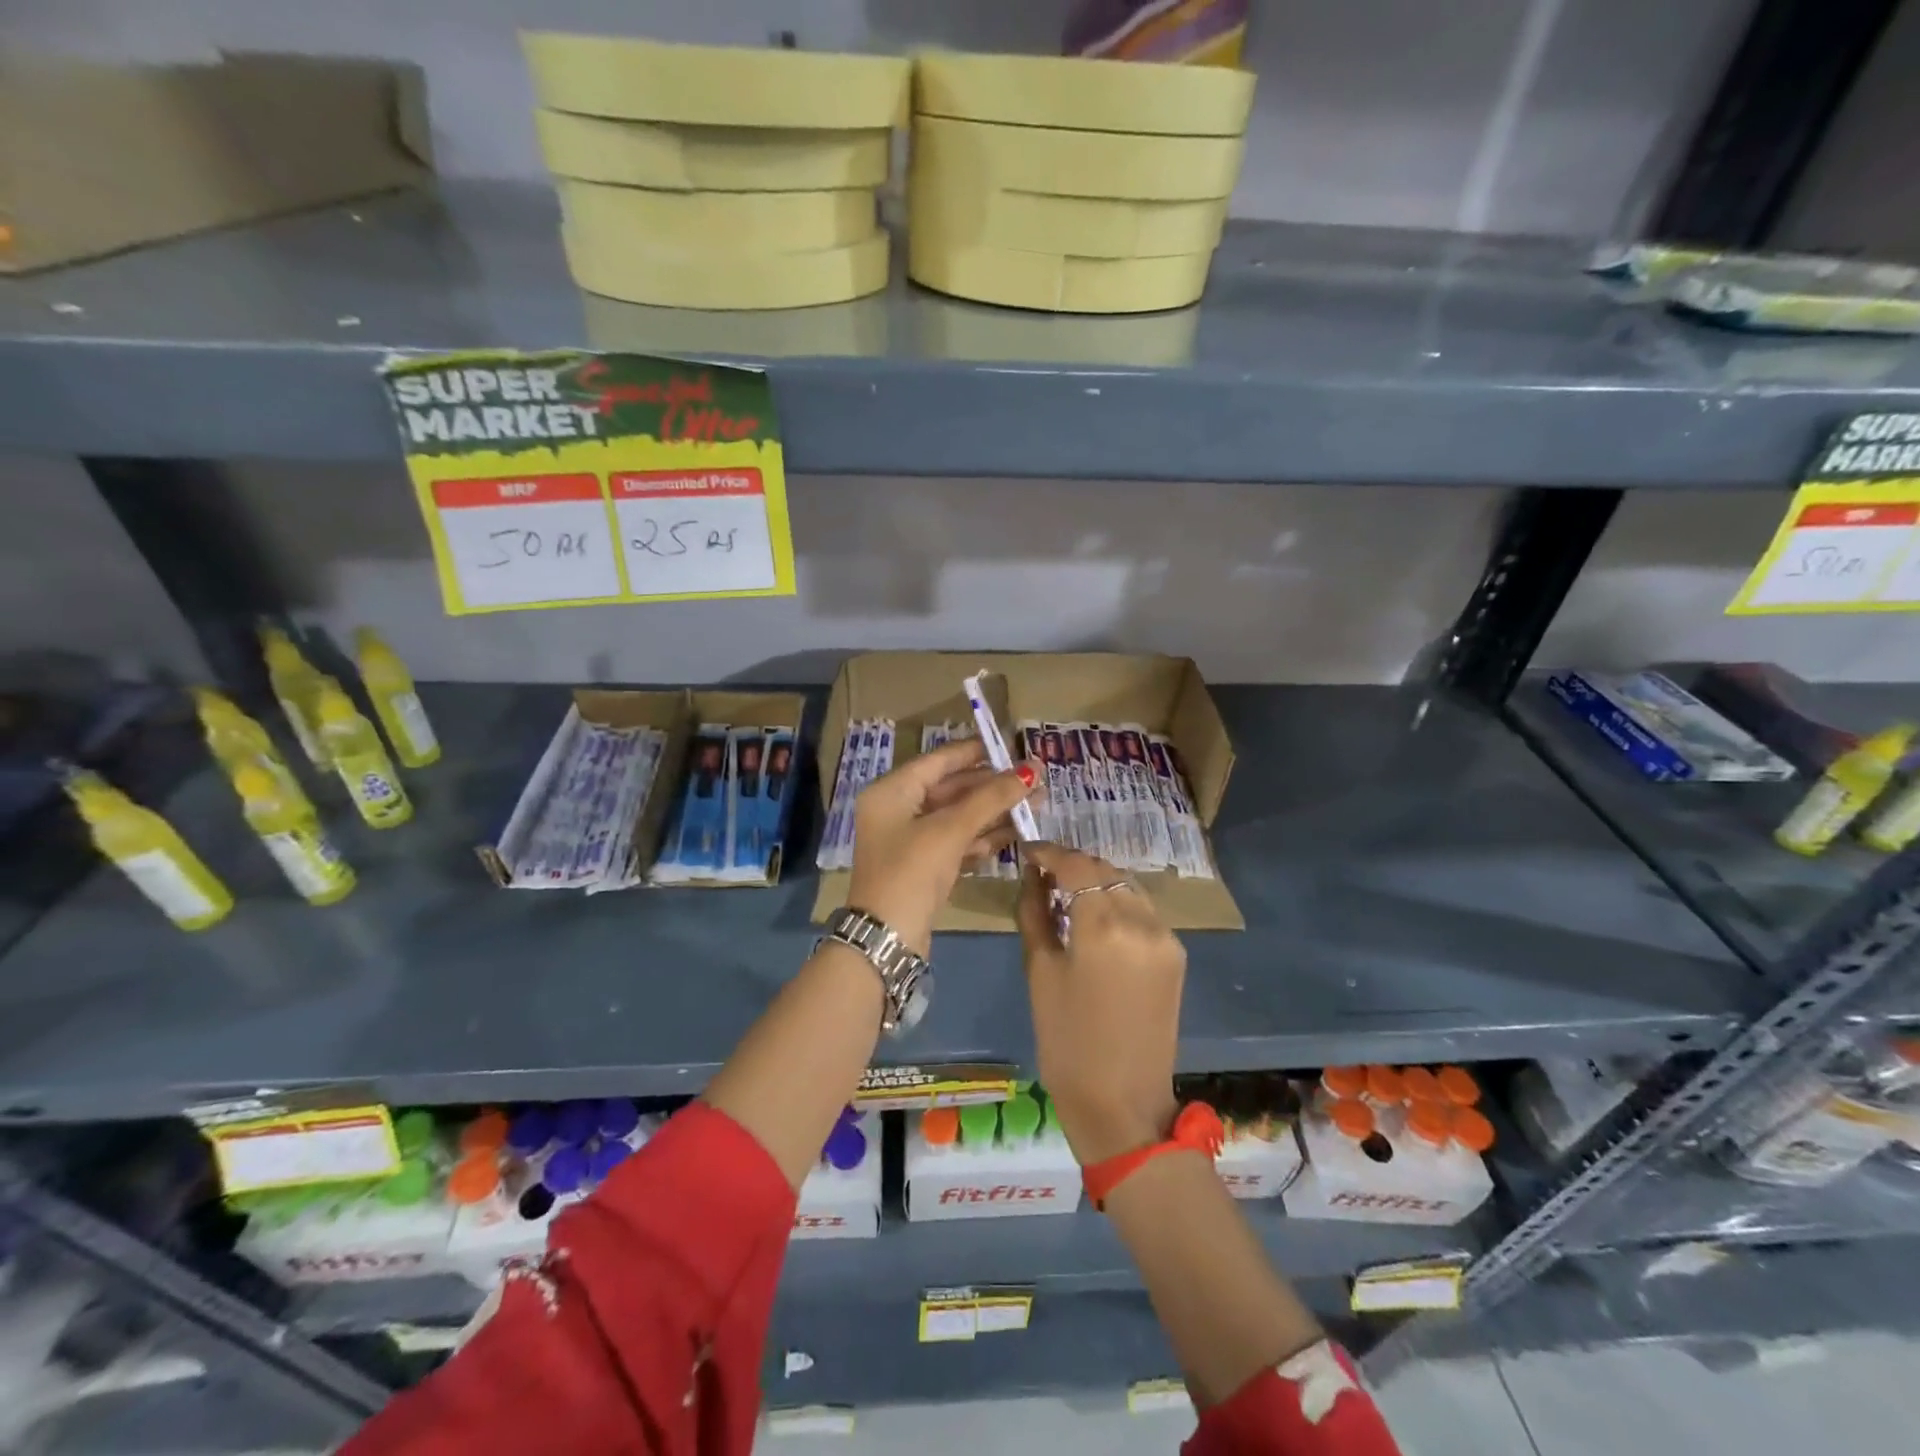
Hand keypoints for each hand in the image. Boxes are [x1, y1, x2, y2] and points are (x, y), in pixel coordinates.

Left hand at [848, 738, 1035, 955]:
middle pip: (951, 788)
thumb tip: (1031, 770)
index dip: (976, 752)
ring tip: (1036, 806)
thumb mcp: (951, 830)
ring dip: (994, 812)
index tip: (1012, 747)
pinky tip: (1015, 834)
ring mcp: (910, 841)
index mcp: (892, 792)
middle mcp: (897, 811)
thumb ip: (991, 798)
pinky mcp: (923, 867)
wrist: (886, 940)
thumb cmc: (911, 872)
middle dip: (992, 786)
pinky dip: (982, 838)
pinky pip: (956, 842)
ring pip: (958, 817)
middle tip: (1035, 782)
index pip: (939, 760)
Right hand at [1016, 843, 1184, 1165]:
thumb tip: (1031, 878)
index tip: (1027, 851)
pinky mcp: (1176, 955)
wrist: (1122, 1103)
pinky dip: (1117, 904)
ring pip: (1126, 887)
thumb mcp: (1039, 972)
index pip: (1075, 865)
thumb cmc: (1067, 1041)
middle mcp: (1142, 921)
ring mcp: (1166, 937)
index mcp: (1104, 926)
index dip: (1048, 852)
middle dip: (1072, 865)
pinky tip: (1095, 919)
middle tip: (1042, 873)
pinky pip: (1142, 911)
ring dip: (1097, 882)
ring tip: (1066, 894)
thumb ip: (1035, 914)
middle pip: (1104, 870)